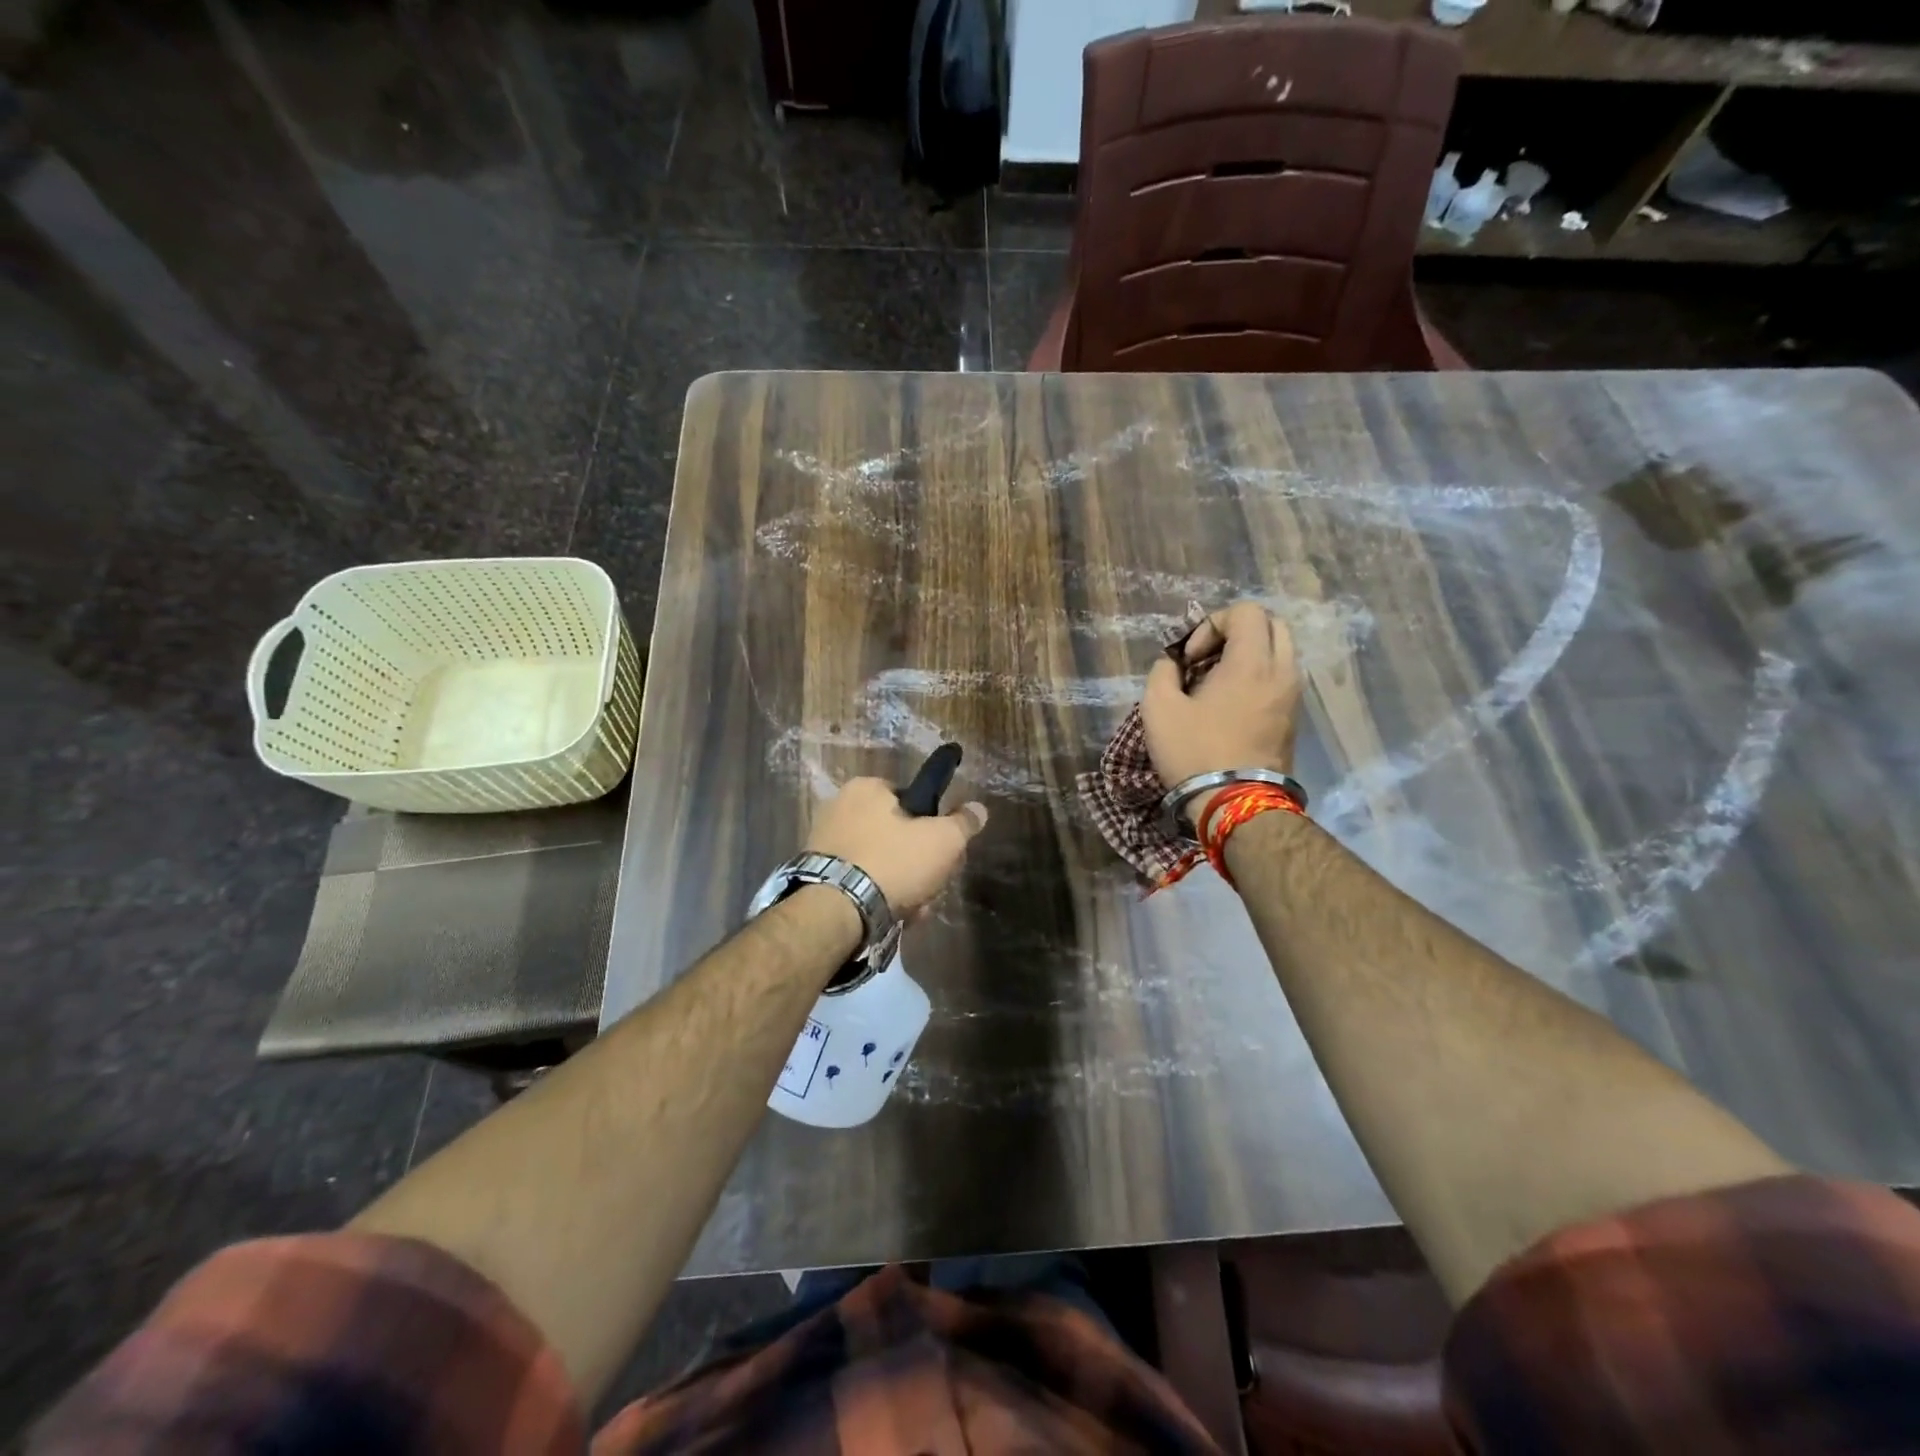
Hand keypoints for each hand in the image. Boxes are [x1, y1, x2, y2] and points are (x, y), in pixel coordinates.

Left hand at [804, 777, 987, 916]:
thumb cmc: (893, 863)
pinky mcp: (817, 874)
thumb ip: (963, 823)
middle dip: (919, 862)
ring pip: (880, 860)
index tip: (942, 851)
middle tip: (932, 885)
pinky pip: (859, 879)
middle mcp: (840, 806)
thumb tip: (978, 808)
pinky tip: (891, 915)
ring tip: (914, 909)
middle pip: (897, 833)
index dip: (933, 825)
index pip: (910, 798)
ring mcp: (824, 841)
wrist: (836, 912)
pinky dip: (877, 894)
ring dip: (902, 883)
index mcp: (866, 788)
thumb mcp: (943, 841)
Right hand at [1142, 602, 1301, 819]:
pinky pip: (1280, 678)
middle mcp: (1282, 671)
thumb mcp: (1157, 708)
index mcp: (1252, 662)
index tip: (1191, 658)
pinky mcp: (1293, 719)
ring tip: (1215, 684)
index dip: (1211, 624)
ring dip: (1247, 656)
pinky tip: (1229, 705)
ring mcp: (1293, 696)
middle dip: (1236, 633)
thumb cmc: (1194, 752)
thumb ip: (1162, 672)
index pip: (1246, 611)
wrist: (1235, 805)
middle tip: (1207, 660)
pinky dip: (1257, 677)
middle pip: (1271, 624)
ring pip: (1279, 652)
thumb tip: (1173, 664)